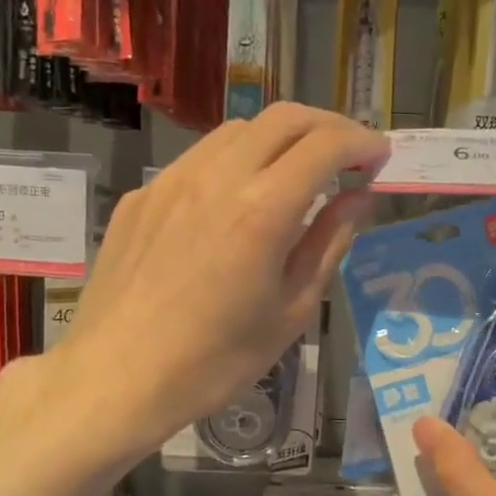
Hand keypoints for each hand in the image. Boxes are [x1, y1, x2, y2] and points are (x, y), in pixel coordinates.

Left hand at [63, 103, 387, 451]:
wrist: (116, 378)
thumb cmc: (216, 360)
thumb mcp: (291, 310)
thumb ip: (328, 243)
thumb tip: (357, 199)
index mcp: (264, 209)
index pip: (326, 145)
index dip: (362, 143)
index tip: (379, 159)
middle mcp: (218, 176)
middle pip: (283, 117)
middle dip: (327, 126)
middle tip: (348, 156)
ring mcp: (172, 179)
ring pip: (238, 130)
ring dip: (280, 138)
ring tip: (296, 172)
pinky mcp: (143, 195)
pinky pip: (199, 158)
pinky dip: (235, 162)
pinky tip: (236, 201)